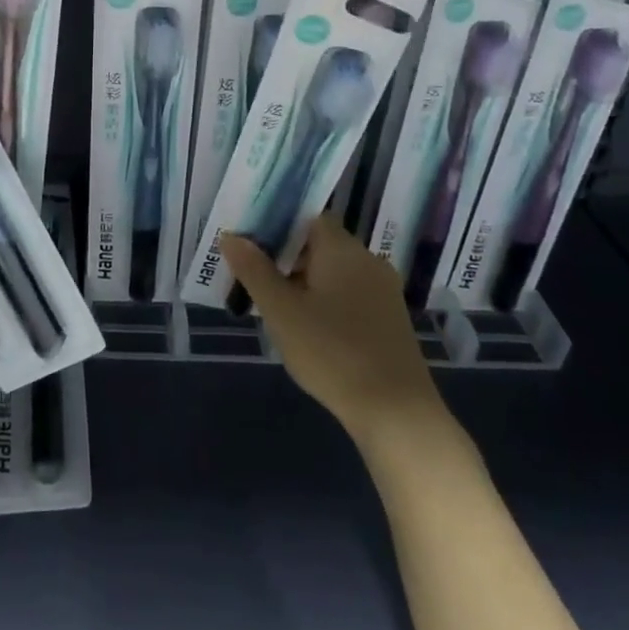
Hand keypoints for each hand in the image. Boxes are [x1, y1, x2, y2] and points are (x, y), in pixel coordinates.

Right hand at [222, 216, 450, 457]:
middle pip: (320, 243)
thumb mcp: (282, 312)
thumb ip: (255, 271)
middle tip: (254, 277)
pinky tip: (309, 328)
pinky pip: (351, 293)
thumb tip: (231, 236)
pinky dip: (327, 300)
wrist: (396, 412)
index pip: (307, 217)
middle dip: (287, 256)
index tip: (250, 243)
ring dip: (306, 281)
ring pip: (335, 271)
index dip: (278, 224)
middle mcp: (367, 259)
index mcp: (342, 248)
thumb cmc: (333, 353)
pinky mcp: (390, 318)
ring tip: (276, 305)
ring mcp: (383, 289)